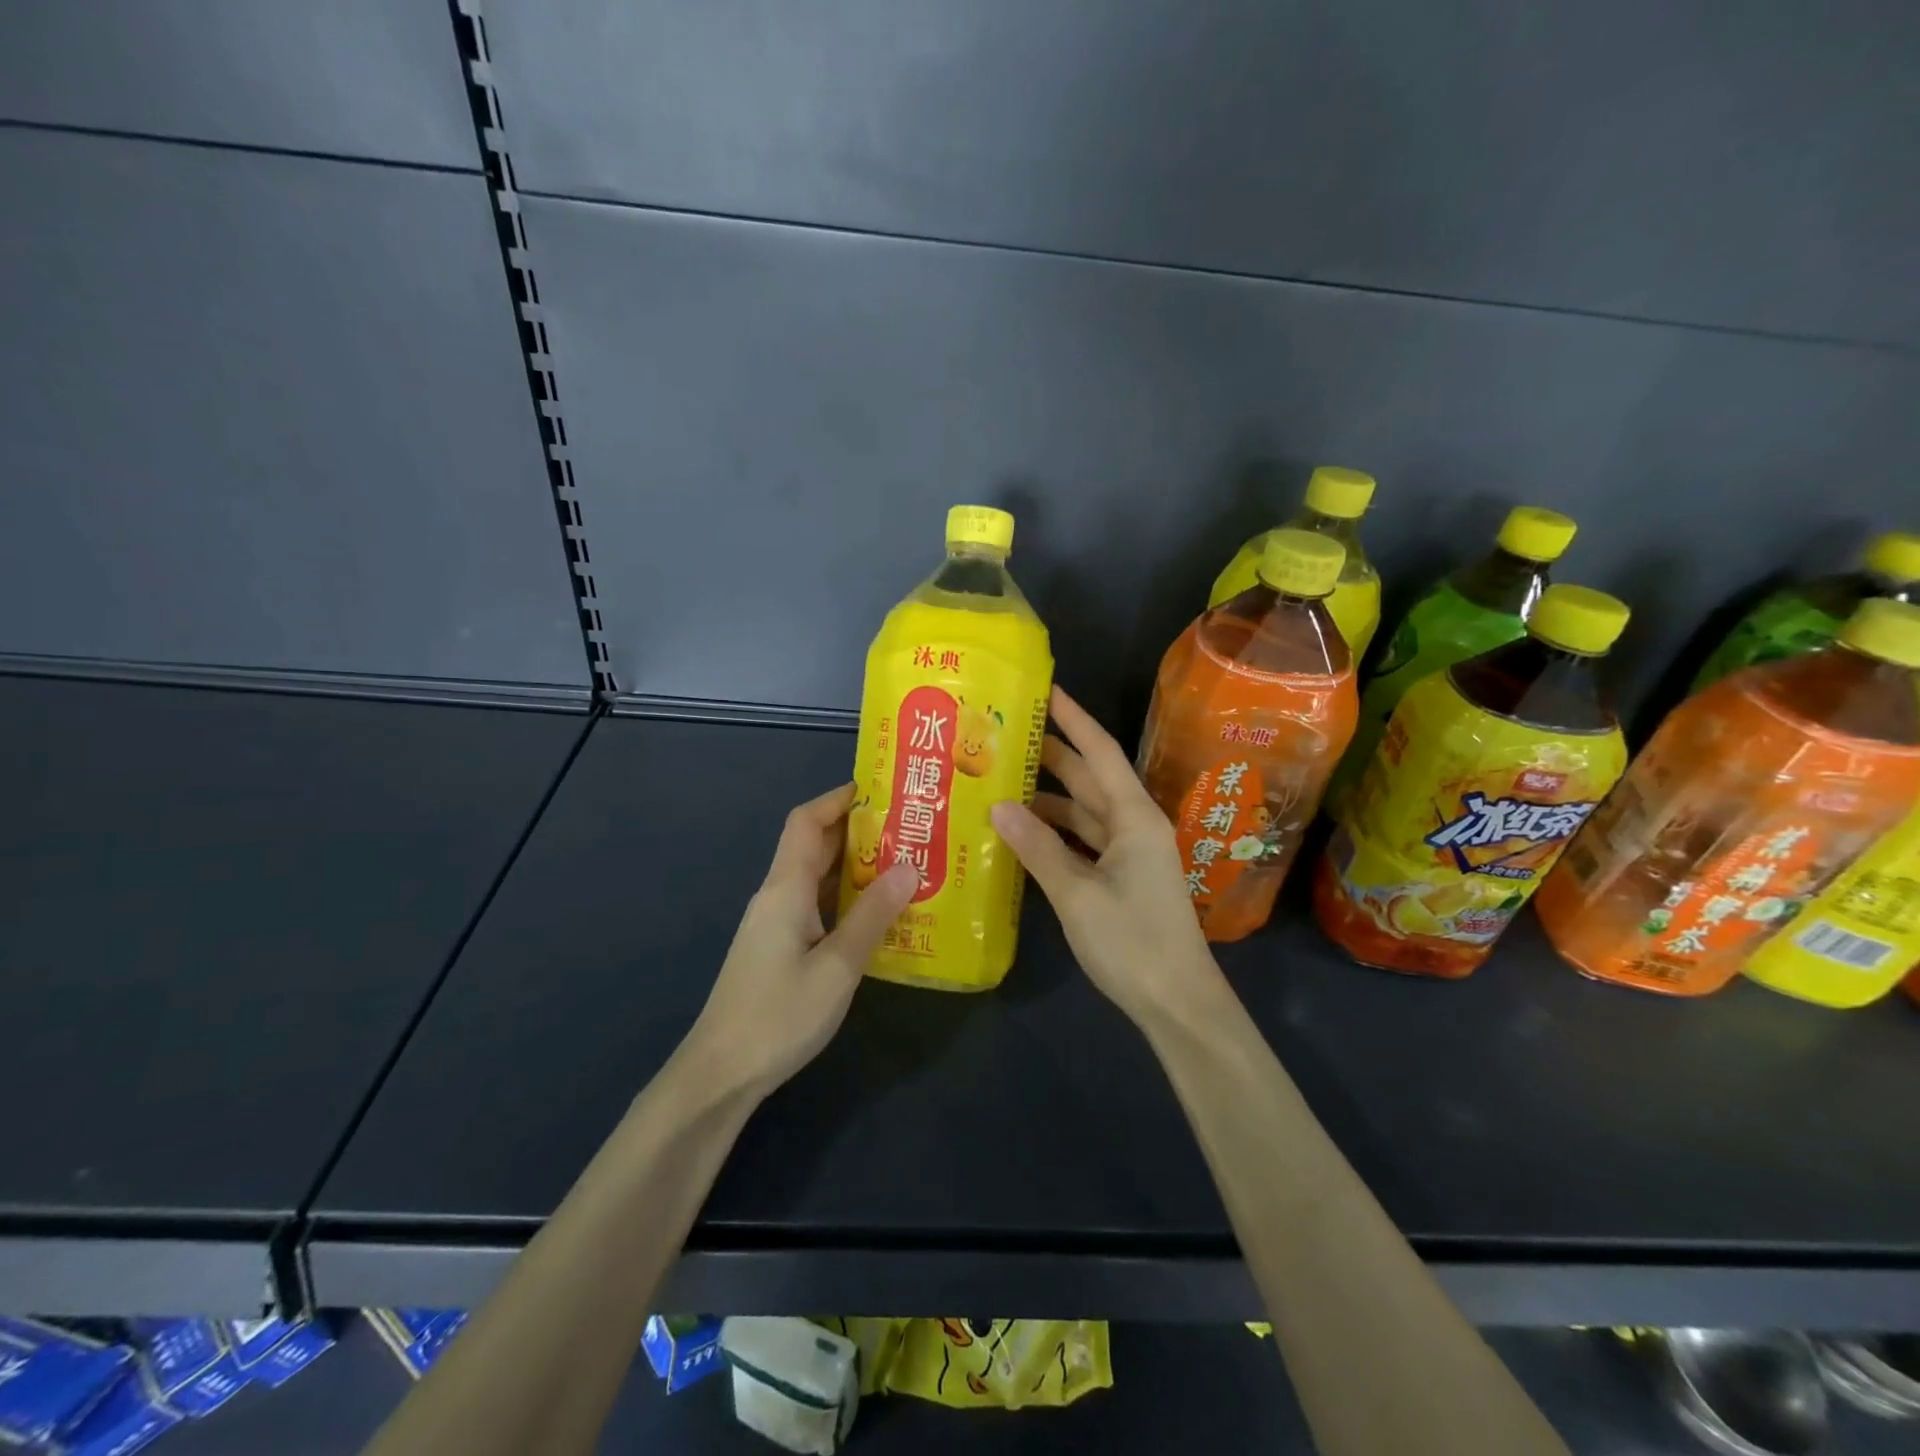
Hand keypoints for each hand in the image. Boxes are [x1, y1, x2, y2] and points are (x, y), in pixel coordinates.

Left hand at [679, 783, 917, 1101]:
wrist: (721, 1074)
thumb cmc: (778, 1016)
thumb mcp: (837, 966)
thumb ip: (873, 915)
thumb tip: (910, 866)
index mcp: (785, 888)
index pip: (806, 821)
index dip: (839, 798)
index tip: (882, 791)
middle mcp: (778, 896)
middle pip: (814, 845)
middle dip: (859, 830)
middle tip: (910, 827)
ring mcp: (776, 923)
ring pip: (817, 878)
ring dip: (856, 866)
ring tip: (906, 863)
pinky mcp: (780, 948)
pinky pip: (817, 906)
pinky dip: (847, 899)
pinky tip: (880, 913)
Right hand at [990, 687, 1231, 1030]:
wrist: (1176, 1002)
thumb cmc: (1132, 941)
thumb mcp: (1077, 893)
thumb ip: (1037, 847)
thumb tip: (998, 805)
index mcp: (1134, 816)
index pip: (1099, 752)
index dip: (1073, 719)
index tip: (1045, 691)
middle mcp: (1134, 825)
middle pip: (1089, 778)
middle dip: (1052, 755)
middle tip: (1005, 735)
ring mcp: (1130, 853)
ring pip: (1083, 812)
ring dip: (1048, 798)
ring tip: (1000, 783)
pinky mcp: (1122, 878)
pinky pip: (1083, 841)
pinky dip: (1055, 833)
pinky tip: (1022, 833)